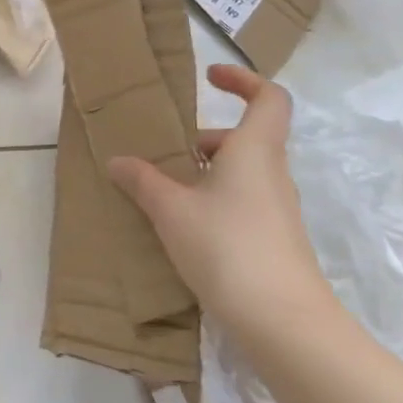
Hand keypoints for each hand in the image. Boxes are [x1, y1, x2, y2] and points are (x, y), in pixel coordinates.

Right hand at [107, 64, 334, 339]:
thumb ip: (142, 180)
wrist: (285, 324)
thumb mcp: (170, 209)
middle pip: (246, 138)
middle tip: (167, 155)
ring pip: (242, 173)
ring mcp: (277, 210)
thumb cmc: (227, 247)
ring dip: (206, 174)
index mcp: (254, 150)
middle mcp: (272, 173)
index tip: (210, 77)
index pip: (268, 97)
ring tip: (166, 195)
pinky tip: (186, 229)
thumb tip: (118, 160)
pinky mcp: (275, 241)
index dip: (243, 79)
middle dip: (205, 140)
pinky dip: (215, 201)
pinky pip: (242, 202)